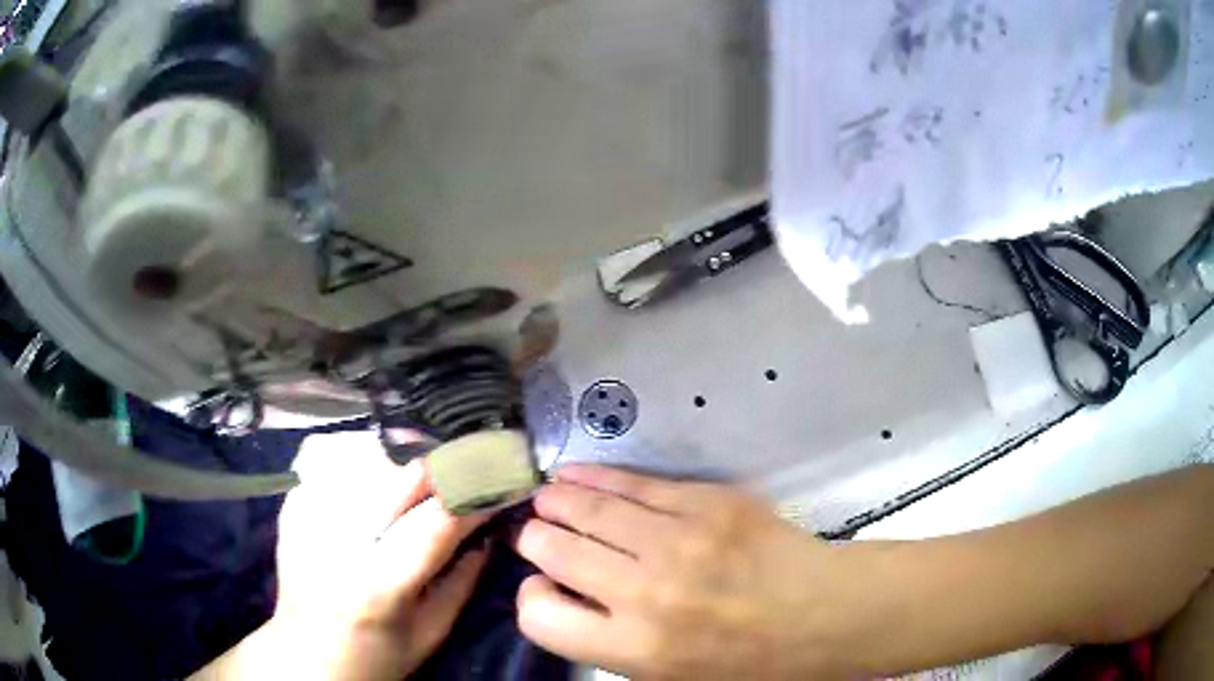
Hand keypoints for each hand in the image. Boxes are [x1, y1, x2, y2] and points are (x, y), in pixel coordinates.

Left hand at [196, 431, 493, 679]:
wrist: (306, 655)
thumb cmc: (375, 656)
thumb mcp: (429, 634)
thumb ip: (462, 583)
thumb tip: (486, 534)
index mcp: (381, 583)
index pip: (440, 520)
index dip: (479, 494)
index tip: (505, 482)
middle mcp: (341, 540)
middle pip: (404, 475)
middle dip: (449, 466)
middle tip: (472, 468)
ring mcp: (311, 517)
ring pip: (369, 455)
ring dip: (408, 459)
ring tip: (424, 473)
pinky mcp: (293, 506)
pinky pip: (334, 459)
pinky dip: (363, 459)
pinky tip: (375, 475)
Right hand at [511, 465, 852, 679]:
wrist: (822, 614)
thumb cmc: (747, 663)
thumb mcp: (669, 677)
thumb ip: (610, 643)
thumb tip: (565, 595)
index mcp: (635, 648)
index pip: (540, 616)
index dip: (532, 599)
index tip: (544, 589)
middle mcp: (645, 593)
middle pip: (554, 550)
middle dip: (536, 539)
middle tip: (535, 534)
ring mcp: (677, 540)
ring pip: (588, 508)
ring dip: (556, 501)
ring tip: (546, 498)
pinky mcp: (707, 502)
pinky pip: (634, 484)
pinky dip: (596, 478)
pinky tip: (576, 475)